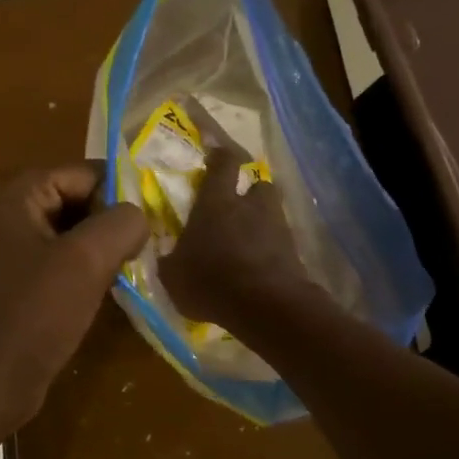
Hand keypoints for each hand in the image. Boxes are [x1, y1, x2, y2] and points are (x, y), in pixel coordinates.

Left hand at [0, 162, 147, 446]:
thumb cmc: (34, 315)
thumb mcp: (86, 260)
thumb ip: (121, 223)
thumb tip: (139, 214)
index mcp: (17, 196)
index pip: (83, 172)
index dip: (120, 191)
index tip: (155, 218)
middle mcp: (9, 215)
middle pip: (77, 200)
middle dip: (112, 220)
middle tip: (149, 245)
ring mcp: (11, 251)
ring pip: (71, 234)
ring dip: (103, 248)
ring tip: (135, 267)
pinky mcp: (18, 284)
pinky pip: (60, 262)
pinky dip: (86, 270)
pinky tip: (110, 289)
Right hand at [161, 148, 313, 331]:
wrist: (266, 306)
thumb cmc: (211, 281)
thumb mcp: (174, 275)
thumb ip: (170, 259)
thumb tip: (166, 254)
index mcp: (216, 203)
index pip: (223, 164)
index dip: (219, 155)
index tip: (214, 152)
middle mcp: (249, 206)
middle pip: (257, 183)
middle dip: (249, 190)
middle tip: (237, 204)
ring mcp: (276, 227)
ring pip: (271, 211)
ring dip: (261, 220)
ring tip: (247, 239)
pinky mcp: (293, 252)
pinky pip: (279, 242)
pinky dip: (270, 249)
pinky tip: (257, 266)